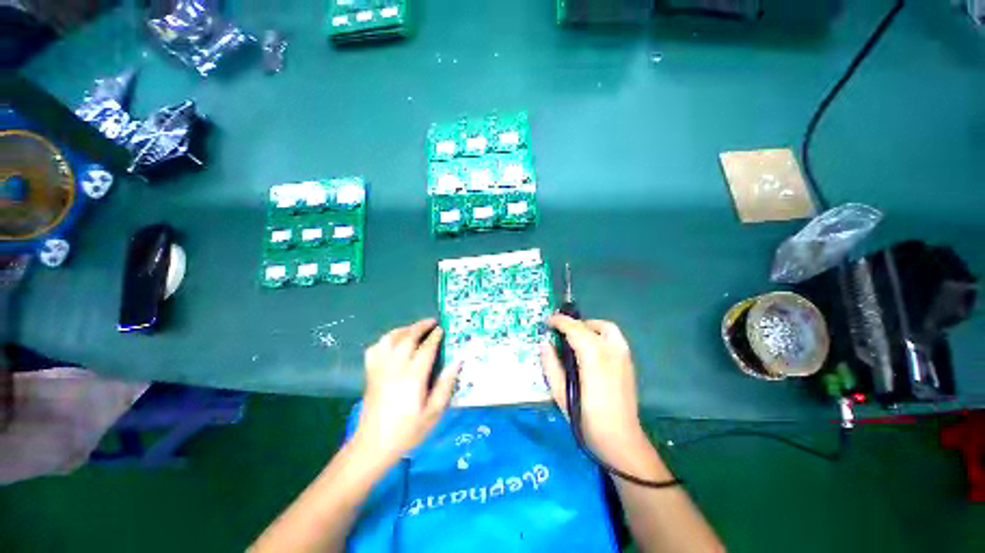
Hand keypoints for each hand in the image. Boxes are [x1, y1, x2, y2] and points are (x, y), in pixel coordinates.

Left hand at [352, 319, 459, 468]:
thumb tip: (457, 362)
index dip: (435, 336)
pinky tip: (393, 343)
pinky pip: (375, 349)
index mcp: (413, 378)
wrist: (373, 446)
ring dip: (403, 330)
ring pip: (389, 339)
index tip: (442, 329)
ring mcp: (380, 370)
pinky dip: (385, 340)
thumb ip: (445, 385)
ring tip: (414, 329)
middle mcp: (395, 368)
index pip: (425, 349)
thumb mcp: (433, 413)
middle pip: (407, 338)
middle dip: (420, 326)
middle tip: (431, 322)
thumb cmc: (407, 431)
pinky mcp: (370, 374)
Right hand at [541, 315, 648, 466]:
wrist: (622, 442)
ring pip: (607, 328)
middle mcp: (612, 351)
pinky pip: (614, 338)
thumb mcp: (560, 394)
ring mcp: (624, 356)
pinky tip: (591, 350)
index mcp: (594, 358)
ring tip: (576, 338)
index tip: (547, 321)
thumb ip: (551, 365)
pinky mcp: (629, 363)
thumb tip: (544, 344)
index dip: (560, 321)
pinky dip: (600, 335)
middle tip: (561, 332)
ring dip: (589, 327)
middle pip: (592, 325)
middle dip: (574, 324)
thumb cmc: (587, 420)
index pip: (575, 329)